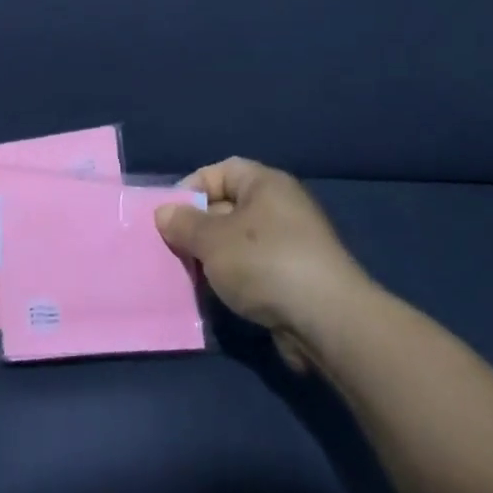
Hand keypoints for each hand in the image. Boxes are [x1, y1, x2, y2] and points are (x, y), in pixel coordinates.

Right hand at [155, 158, 379, 366]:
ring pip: (240, 242)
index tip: (169, 215)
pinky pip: (256, 269)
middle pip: (228, 207)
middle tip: (174, 248)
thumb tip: (165, 213)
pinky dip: (236, 279)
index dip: (192, 188)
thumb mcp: (211, 240)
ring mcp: (294, 244)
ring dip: (215, 258)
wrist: (327, 320)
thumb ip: (183, 224)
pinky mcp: (298, 278)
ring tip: (192, 275)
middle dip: (199, 227)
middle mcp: (282, 207)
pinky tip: (220, 295)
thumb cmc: (264, 263)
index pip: (221, 171)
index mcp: (266, 184)